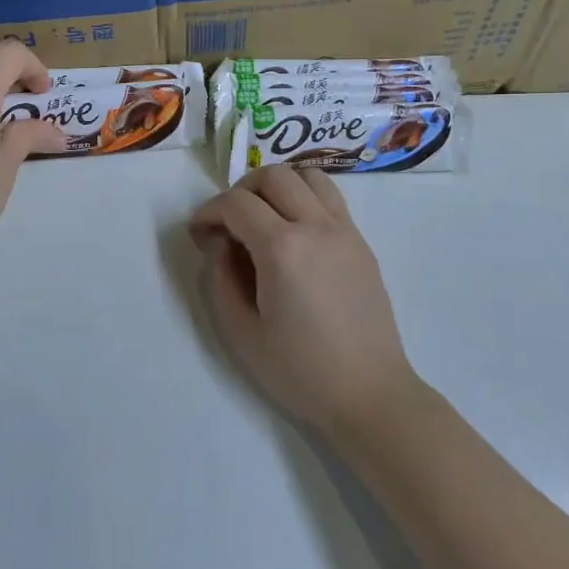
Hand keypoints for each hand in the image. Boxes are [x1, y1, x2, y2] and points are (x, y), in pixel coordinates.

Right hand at [190, 166, 424, 439]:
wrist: (369, 393)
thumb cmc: (300, 370)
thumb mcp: (241, 331)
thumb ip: (220, 277)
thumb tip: (219, 243)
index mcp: (283, 249)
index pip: (236, 203)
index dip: (208, 211)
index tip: (198, 233)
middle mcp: (316, 226)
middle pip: (272, 175)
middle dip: (240, 190)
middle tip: (228, 223)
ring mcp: (345, 230)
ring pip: (307, 175)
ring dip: (277, 185)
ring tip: (262, 217)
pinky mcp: (361, 242)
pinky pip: (330, 197)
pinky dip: (304, 196)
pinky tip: (293, 231)